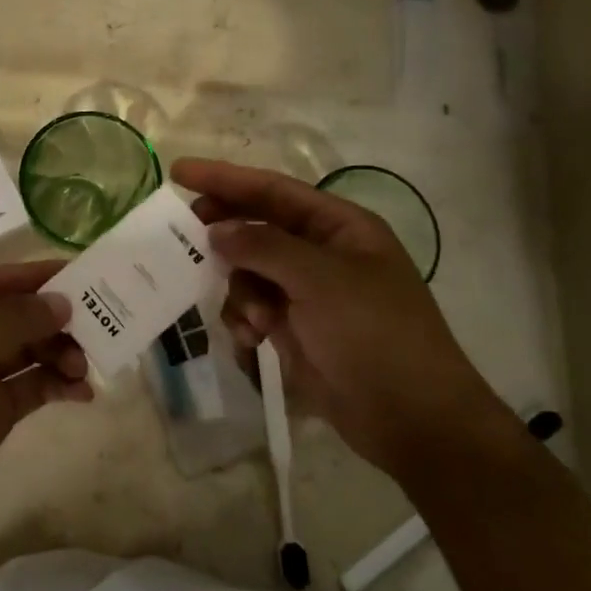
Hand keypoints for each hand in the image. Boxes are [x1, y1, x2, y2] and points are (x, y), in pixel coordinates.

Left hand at [0, 262, 89, 561]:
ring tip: (86, 368)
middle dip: (56, 321)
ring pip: (29, 350)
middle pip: (17, 315)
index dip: (40, 277)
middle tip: (99, 328)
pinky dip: (56, 384)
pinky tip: (82, 392)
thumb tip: (61, 301)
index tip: (88, 274)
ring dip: (60, 353)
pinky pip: (31, 386)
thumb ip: (12, 322)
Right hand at [171, 158, 513, 474]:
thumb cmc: (374, 334)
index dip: (226, 178)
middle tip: (184, 236)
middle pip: (257, 229)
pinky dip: (246, 321)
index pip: (274, 190)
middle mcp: (321, 254)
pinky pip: (253, 310)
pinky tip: (253, 340)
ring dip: (241, 292)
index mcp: (339, 227)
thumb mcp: (320, 280)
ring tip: (253, 321)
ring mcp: (307, 294)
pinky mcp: (295, 330)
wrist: (410, 418)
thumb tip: (217, 231)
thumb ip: (264, 247)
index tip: (180, 172)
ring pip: (249, 273)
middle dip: (226, 236)